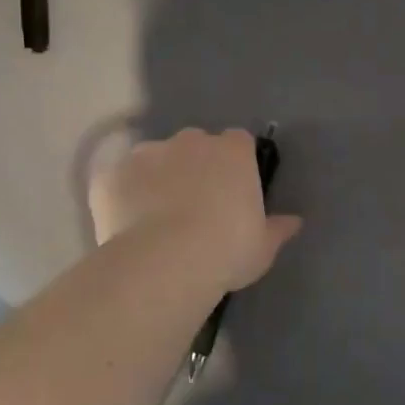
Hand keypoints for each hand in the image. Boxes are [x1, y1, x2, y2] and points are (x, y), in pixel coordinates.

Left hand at [89, 128, 301, 294]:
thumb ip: (277, 229)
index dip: (235, 164)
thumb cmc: (226, 250)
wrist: (164, 262)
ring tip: (156, 220)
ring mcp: (146, 154)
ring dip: (156, 179)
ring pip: (154, 160)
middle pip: (194, 145)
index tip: (233, 191)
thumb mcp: (263, 247)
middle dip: (194, 167)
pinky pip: (119, 182)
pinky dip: (122, 198)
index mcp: (232, 151)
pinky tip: (126, 228)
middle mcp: (189, 141)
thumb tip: (294, 221)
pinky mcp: (110, 175)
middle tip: (195, 207)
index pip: (239, 143)